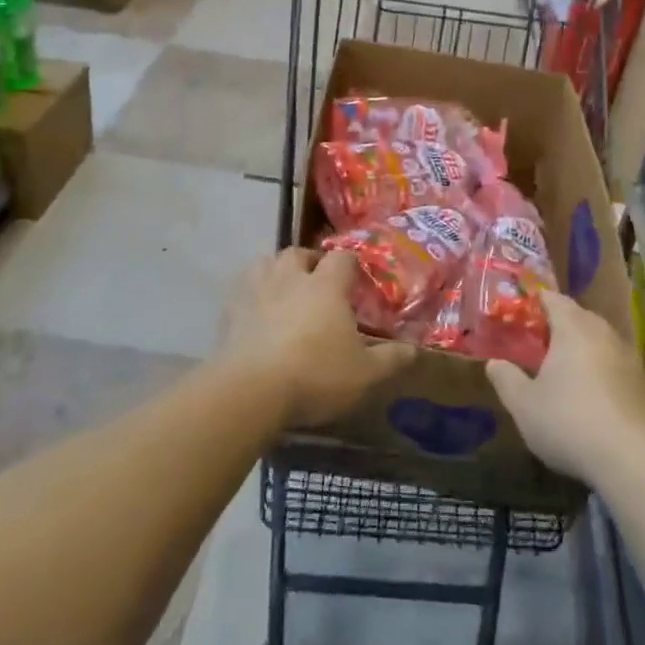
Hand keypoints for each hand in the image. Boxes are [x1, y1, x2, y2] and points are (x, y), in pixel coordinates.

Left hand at [219, 249, 416, 429]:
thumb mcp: (364, 373)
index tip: (356, 278)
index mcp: (326, 285)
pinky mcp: (229, 311)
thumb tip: (415, 349)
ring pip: (265, 264)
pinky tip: (256, 315)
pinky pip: (241, 291)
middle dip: (309, 262)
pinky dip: (251, 296)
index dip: (350, 264)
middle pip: (297, 253)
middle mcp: (290, 278)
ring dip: (276, 272)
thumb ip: (391, 358)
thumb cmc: (315, 375)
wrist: (250, 391)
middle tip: (318, 283)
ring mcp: (255, 291)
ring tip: (284, 291)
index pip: (342, 258)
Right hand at [485, 291, 644, 483]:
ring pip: (600, 342)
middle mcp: (604, 333)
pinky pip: (615, 366)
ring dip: (582, 350)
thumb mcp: (524, 405)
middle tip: (537, 343)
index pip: (553, 298)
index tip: (520, 313)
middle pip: (579, 317)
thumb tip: (494, 363)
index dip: (535, 302)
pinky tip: (590, 397)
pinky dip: (600, 372)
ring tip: (562, 370)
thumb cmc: (569, 422)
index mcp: (573, 328)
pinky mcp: (644, 385)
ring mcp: (629, 358)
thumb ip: (506, 379)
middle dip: (559, 326)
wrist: (632, 460)